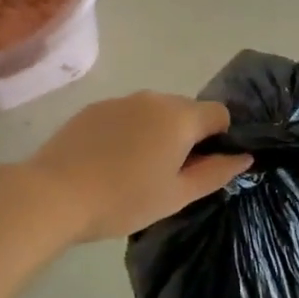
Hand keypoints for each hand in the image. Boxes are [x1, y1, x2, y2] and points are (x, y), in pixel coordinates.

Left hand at [24, 92, 249, 242]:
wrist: (54, 194)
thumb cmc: (124, 199)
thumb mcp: (177, 195)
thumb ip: (216, 173)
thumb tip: (244, 156)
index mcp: (179, 117)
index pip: (219, 114)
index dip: (219, 139)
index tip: (201, 168)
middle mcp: (153, 98)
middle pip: (186, 110)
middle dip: (187, 137)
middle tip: (168, 175)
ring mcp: (120, 100)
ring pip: (154, 112)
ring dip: (156, 133)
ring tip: (135, 170)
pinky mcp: (94, 108)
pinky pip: (126, 115)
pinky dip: (128, 132)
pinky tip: (110, 161)